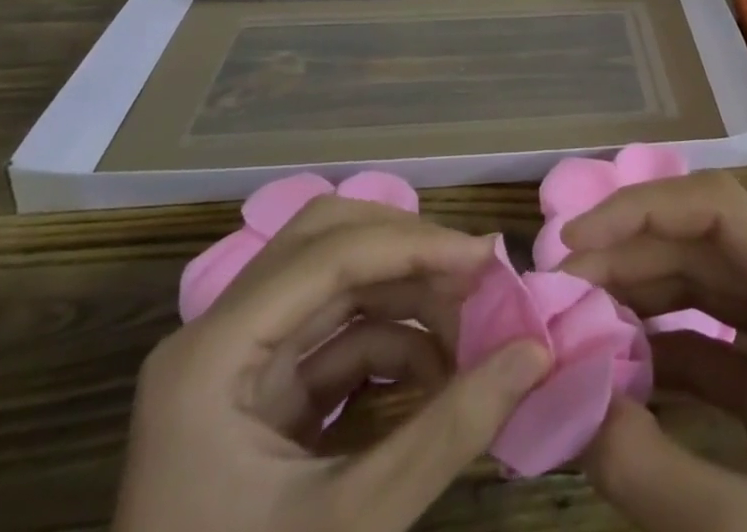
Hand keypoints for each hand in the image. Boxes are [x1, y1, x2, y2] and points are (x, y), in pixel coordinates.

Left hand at [114, 196, 549, 531]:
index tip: (489, 258)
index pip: (326, 254)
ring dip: (407, 296)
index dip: (414, 245)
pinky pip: (334, 337)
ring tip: (473, 326)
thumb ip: (447, 432)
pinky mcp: (259, 397)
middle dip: (408, 251)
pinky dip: (392, 342)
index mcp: (209, 357)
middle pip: (324, 243)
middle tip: (477, 274)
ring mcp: (234, 365)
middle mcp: (216, 337)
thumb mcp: (351, 528)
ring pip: (334, 283)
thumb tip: (536, 353)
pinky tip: (441, 372)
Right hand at [561, 172, 746, 531]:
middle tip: (559, 286)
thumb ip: (648, 471)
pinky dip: (662, 345)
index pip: (719, 211)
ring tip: (577, 318)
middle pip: (706, 240)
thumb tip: (566, 401)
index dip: (642, 209)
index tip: (575, 241)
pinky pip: (712, 338)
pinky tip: (618, 369)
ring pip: (705, 282)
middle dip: (629, 253)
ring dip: (641, 293)